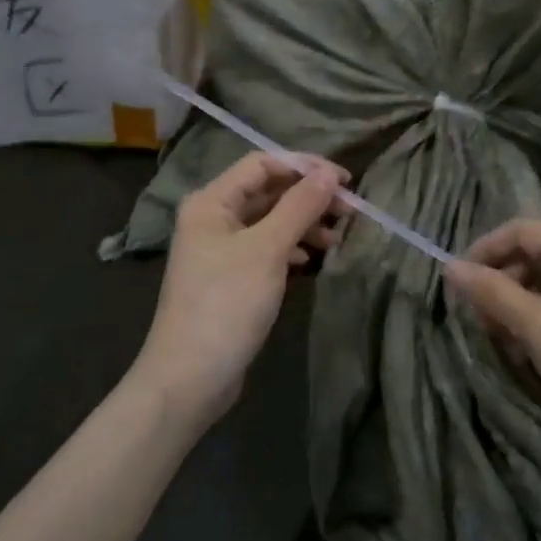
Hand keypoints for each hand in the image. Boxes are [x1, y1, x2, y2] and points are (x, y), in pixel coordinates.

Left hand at [132, 151, 346, 427]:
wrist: (191, 376)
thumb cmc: (227, 304)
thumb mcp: (267, 249)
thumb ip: (299, 207)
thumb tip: (329, 175)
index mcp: (211, 201)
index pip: (262, 164)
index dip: (305, 167)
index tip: (345, 182)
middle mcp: (213, 218)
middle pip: (268, 192)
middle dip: (309, 198)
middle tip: (349, 212)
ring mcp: (221, 250)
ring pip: (270, 222)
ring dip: (304, 224)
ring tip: (337, 240)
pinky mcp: (232, 278)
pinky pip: (267, 249)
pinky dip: (291, 249)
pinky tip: (311, 261)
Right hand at [447, 220, 540, 455]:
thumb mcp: (535, 327)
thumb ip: (491, 291)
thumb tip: (449, 267)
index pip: (520, 230)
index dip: (483, 251)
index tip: (456, 284)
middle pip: (536, 253)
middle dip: (502, 283)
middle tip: (479, 319)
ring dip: (520, 303)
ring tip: (502, 339)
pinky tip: (532, 347)